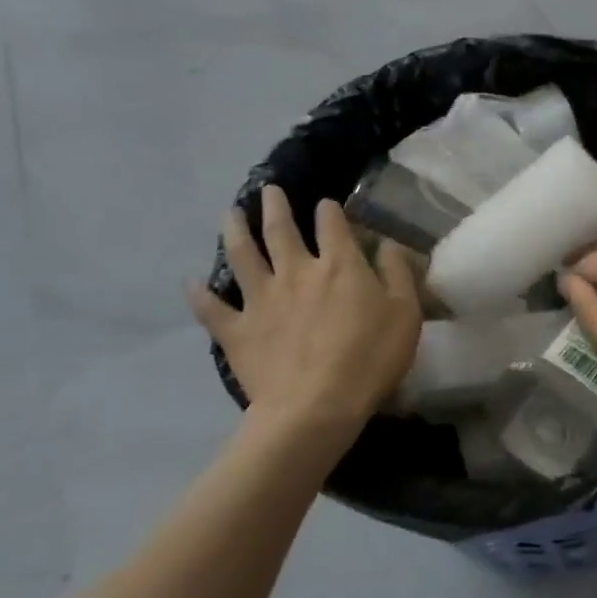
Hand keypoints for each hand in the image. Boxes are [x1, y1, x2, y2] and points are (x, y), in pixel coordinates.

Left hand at [189, 186, 421, 450]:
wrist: (316, 407)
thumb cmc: (369, 359)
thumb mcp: (405, 314)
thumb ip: (397, 273)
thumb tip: (387, 243)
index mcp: (339, 265)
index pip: (331, 224)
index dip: (328, 210)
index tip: (326, 205)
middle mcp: (295, 271)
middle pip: (280, 229)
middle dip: (274, 205)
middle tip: (268, 190)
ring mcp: (261, 300)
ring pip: (242, 255)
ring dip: (235, 231)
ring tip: (230, 213)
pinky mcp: (237, 330)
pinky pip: (212, 309)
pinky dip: (200, 294)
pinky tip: (191, 282)